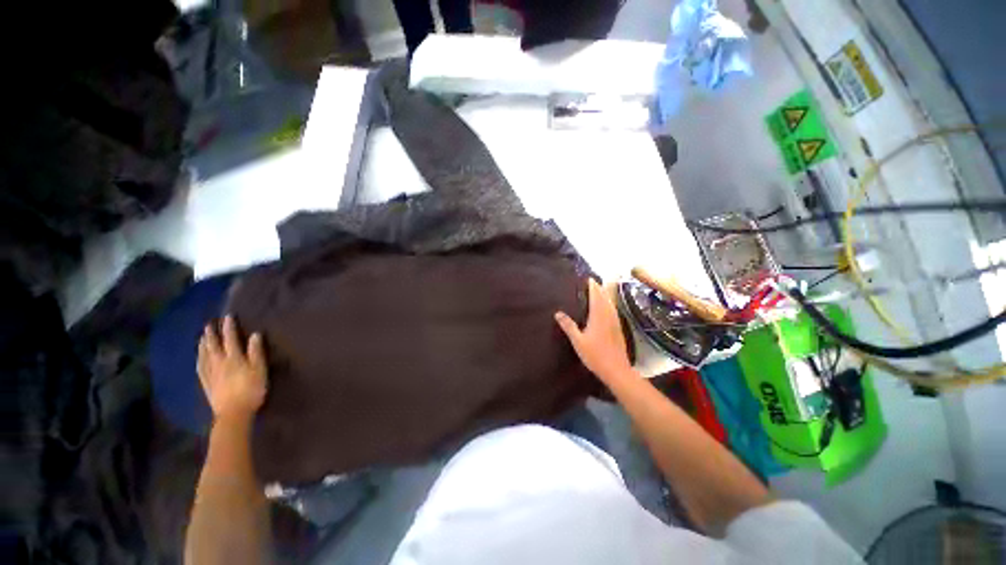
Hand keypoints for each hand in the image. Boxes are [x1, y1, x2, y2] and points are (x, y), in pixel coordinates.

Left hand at [198, 315, 267, 422]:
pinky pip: (200, 367)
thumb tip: (255, 334)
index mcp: (233, 358)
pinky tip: (198, 357)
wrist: (234, 412)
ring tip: (202, 337)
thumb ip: (256, 352)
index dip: (229, 327)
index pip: (230, 339)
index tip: (228, 316)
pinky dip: (199, 359)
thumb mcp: (259, 370)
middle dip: (211, 334)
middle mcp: (219, 362)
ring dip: (203, 344)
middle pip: (213, 345)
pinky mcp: (206, 383)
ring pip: (204, 355)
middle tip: (209, 324)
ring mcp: (210, 373)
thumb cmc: (251, 389)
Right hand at [555, 279, 631, 381]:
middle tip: (593, 282)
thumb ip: (568, 326)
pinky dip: (609, 304)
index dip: (593, 287)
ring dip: (605, 295)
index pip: (596, 296)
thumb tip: (558, 313)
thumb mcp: (578, 341)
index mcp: (598, 316)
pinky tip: (607, 308)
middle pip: (605, 297)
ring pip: (610, 303)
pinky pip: (613, 310)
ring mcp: (615, 322)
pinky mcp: (619, 328)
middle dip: (599, 288)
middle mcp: (608, 316)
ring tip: (599, 290)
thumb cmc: (595, 355)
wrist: (616, 369)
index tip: (589, 279)